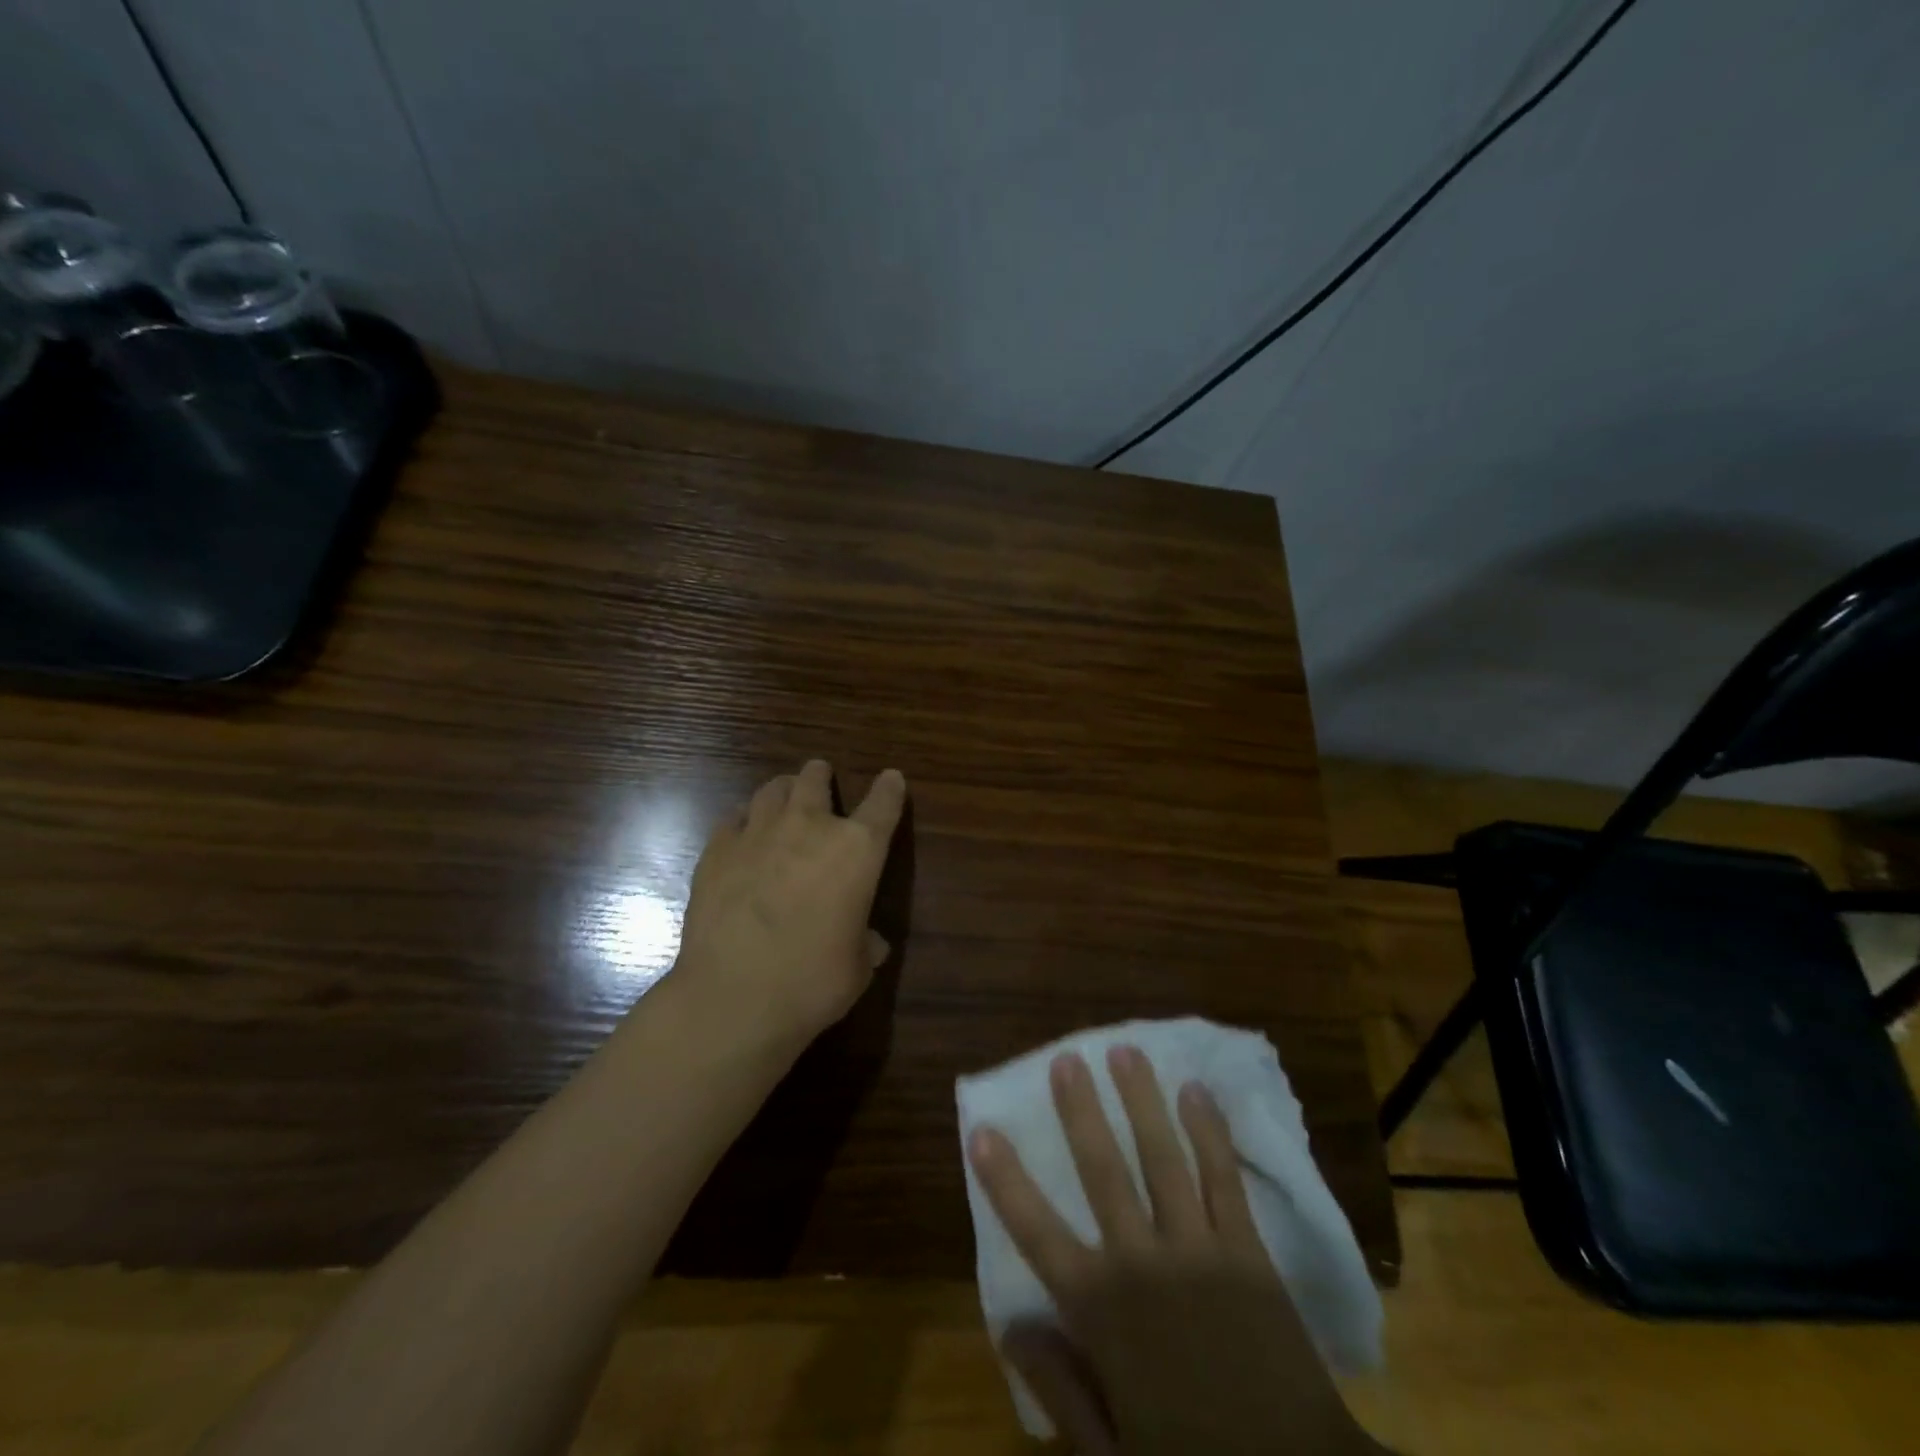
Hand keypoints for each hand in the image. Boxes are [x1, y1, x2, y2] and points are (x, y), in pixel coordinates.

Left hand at [674, 759, 905, 1052]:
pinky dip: (743, 820)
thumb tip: (873, 944)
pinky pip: (732, 819)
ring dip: (783, 789)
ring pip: (771, 790)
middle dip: (820, 775)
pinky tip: (742, 832)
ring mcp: (758, 834)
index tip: (892, 778)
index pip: (883, 804)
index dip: (890, 789)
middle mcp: (809, 827)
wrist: (734, 996)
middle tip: (821, 776)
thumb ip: (866, 945)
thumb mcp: (857, 967)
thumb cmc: (812, 982)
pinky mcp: (716, 850)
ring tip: (783, 794)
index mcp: (858, 850)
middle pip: (815, 779)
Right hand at [968, 1047, 1383, 1455]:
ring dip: (1141, 1101)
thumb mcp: (1112, 1454)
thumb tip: (1010, 1325)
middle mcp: (1142, 1262)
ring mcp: (1197, 1249)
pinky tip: (1197, 1093)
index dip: (1006, 1180)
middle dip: (1080, 1111)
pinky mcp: (1247, 1251)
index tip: (983, 1130)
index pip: (1037, 1231)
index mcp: (1101, 1311)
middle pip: (1102, 1169)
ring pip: (1162, 1157)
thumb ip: (1060, 1387)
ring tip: (1125, 1051)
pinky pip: (1223, 1178)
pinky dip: (1209, 1132)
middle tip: (1067, 1058)